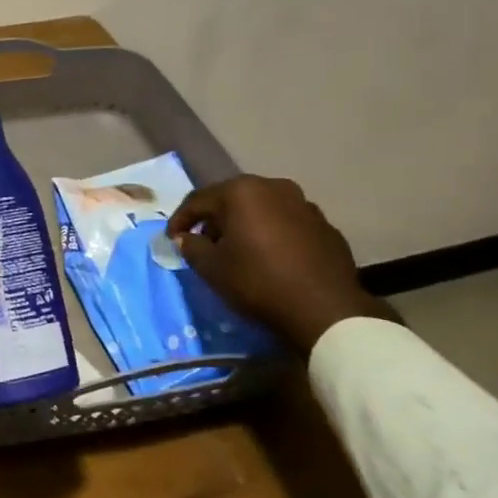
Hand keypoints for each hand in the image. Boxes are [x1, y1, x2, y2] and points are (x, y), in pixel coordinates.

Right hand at [167, 176, 395, 352]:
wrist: (325, 310)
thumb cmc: (258, 282)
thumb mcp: (213, 268)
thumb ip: (193, 247)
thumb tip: (186, 238)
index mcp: (242, 192)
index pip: (199, 200)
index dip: (180, 220)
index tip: (172, 239)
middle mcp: (274, 187)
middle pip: (232, 200)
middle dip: (215, 220)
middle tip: (204, 244)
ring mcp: (304, 204)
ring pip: (262, 209)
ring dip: (246, 225)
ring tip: (239, 251)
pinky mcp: (325, 225)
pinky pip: (287, 224)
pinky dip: (273, 235)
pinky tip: (271, 258)